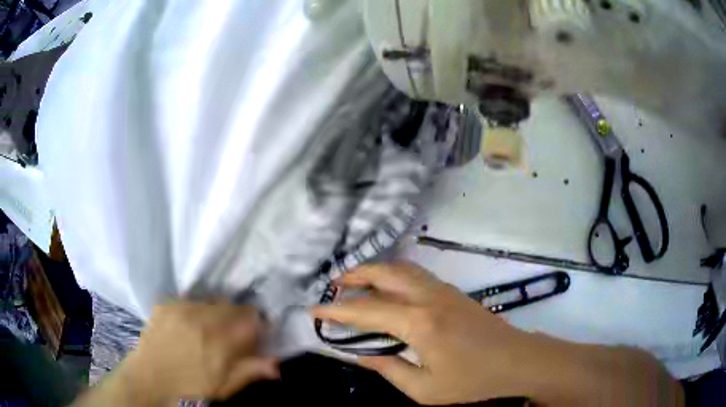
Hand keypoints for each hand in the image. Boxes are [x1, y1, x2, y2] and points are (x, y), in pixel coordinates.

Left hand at [116, 302, 277, 403]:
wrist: (149, 382)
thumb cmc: (191, 390)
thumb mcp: (224, 388)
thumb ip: (250, 371)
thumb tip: (277, 363)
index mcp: (220, 341)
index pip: (251, 317)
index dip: (257, 325)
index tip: (256, 335)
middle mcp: (202, 318)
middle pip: (231, 305)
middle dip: (237, 319)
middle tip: (231, 336)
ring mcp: (180, 309)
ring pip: (210, 301)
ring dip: (216, 314)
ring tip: (208, 331)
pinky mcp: (165, 306)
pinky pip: (188, 302)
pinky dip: (194, 312)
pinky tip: (188, 327)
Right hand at [313, 262, 526, 404]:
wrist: (515, 360)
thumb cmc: (471, 380)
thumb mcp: (424, 389)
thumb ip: (388, 369)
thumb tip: (360, 354)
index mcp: (419, 323)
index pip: (367, 311)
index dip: (336, 311)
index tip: (313, 310)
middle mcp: (429, 298)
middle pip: (385, 274)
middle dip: (355, 275)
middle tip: (334, 285)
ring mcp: (443, 290)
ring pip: (401, 268)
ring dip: (374, 271)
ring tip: (355, 283)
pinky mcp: (452, 291)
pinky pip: (415, 274)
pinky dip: (393, 275)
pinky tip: (387, 290)